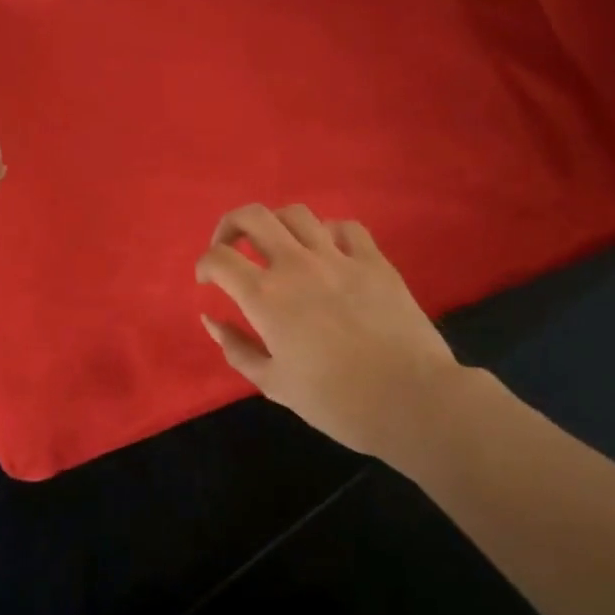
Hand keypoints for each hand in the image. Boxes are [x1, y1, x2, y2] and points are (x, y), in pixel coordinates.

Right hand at [194, 204, 458, 457]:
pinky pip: (346, 227)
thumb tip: (210, 320)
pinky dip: (328, 233)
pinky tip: (328, 253)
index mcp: (265, 296)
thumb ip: (236, 348)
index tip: (207, 282)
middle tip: (231, 248)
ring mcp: (338, 257)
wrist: (409, 399)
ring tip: (278, 248)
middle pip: (253, 216)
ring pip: (297, 213)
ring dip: (277, 225)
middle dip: (231, 225)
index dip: (205, 265)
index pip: (219, 258)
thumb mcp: (274, 383)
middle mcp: (296, 265)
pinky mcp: (374, 260)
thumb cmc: (335, 401)